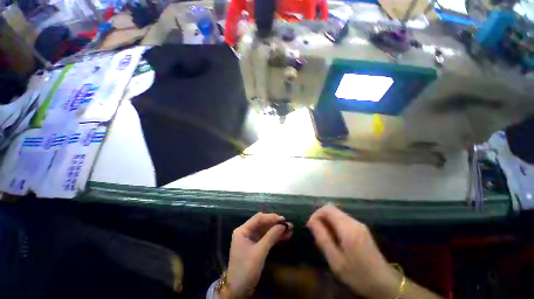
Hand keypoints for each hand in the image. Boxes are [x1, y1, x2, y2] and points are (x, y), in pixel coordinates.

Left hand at [222, 213, 292, 298]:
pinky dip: (275, 237)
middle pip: (263, 223)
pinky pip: (266, 238)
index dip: (271, 217)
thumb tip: (283, 225)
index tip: (283, 219)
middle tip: (288, 224)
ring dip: (277, 230)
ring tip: (290, 229)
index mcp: (243, 230)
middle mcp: (246, 232)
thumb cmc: (246, 270)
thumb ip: (271, 237)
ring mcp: (251, 239)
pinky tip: (285, 236)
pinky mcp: (256, 246)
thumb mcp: (259, 252)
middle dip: (275, 223)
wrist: (239, 291)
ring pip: (266, 230)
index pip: (258, 218)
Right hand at [307, 204, 400, 298]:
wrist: (385, 285)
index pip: (327, 208)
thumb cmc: (358, 275)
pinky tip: (335, 239)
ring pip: (337, 214)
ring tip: (324, 237)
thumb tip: (312, 221)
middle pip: (332, 209)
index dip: (316, 214)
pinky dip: (334, 224)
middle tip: (316, 233)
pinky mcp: (361, 229)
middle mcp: (354, 222)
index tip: (311, 227)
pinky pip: (343, 220)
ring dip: (327, 221)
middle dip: (321, 217)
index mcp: (348, 228)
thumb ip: (322, 238)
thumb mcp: (335, 260)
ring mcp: (359, 225)